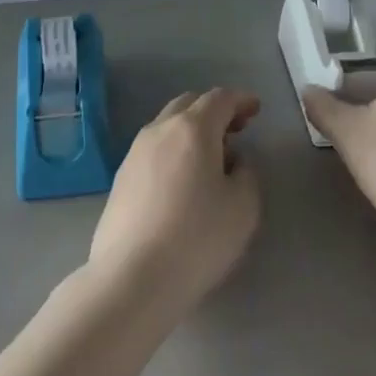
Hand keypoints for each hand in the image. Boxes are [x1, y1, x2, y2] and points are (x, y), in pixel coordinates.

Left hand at [88, 89, 260, 317]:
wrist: (132, 278)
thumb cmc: (197, 238)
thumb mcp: (244, 206)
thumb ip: (246, 173)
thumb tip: (232, 162)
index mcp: (192, 129)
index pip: (219, 98)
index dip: (241, 100)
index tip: (255, 108)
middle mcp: (159, 130)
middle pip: (189, 105)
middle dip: (214, 111)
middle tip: (235, 129)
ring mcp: (134, 153)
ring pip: (167, 126)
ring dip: (191, 131)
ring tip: (211, 158)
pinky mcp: (121, 179)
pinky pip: (153, 150)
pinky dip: (173, 151)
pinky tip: (183, 180)